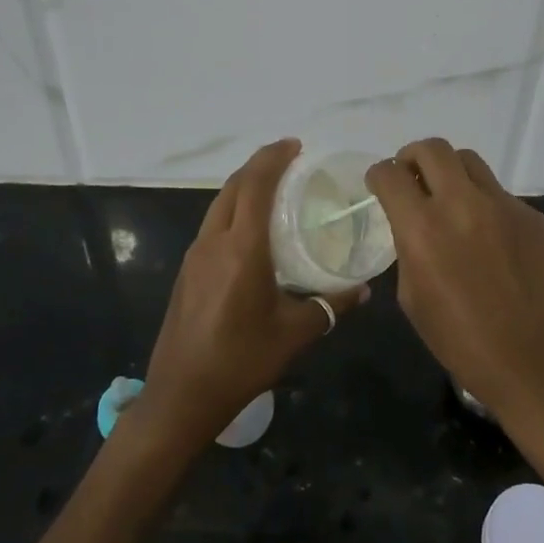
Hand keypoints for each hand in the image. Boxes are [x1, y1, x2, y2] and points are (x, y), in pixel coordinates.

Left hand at [140, 140, 367, 447]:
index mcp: (241, 249)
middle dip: (259, 165)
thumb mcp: (294, 334)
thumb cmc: (241, 361)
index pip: (255, 186)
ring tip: (274, 187)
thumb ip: (330, 306)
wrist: (180, 396)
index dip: (273, 158)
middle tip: (290, 160)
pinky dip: (234, 209)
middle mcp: (214, 242)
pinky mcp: (188, 271)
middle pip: (234, 187)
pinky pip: (213, 224)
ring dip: (244, 186)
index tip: (295, 146)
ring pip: (219, 203)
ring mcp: (195, 255)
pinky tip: (252, 228)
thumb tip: (363, 290)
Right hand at [366, 138, 543, 430]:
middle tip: (412, 179)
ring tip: (450, 200)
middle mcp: (462, 204)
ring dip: (450, 172)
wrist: (541, 366)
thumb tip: (414, 227)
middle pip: (432, 149)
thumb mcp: (415, 300)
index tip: (380, 185)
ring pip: (469, 161)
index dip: (379, 175)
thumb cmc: (466, 345)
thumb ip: (409, 250)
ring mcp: (504, 205)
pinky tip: (490, 240)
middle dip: (412, 157)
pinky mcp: (534, 216)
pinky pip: (500, 194)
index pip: (390, 175)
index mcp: (423, 229)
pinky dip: (484, 204)